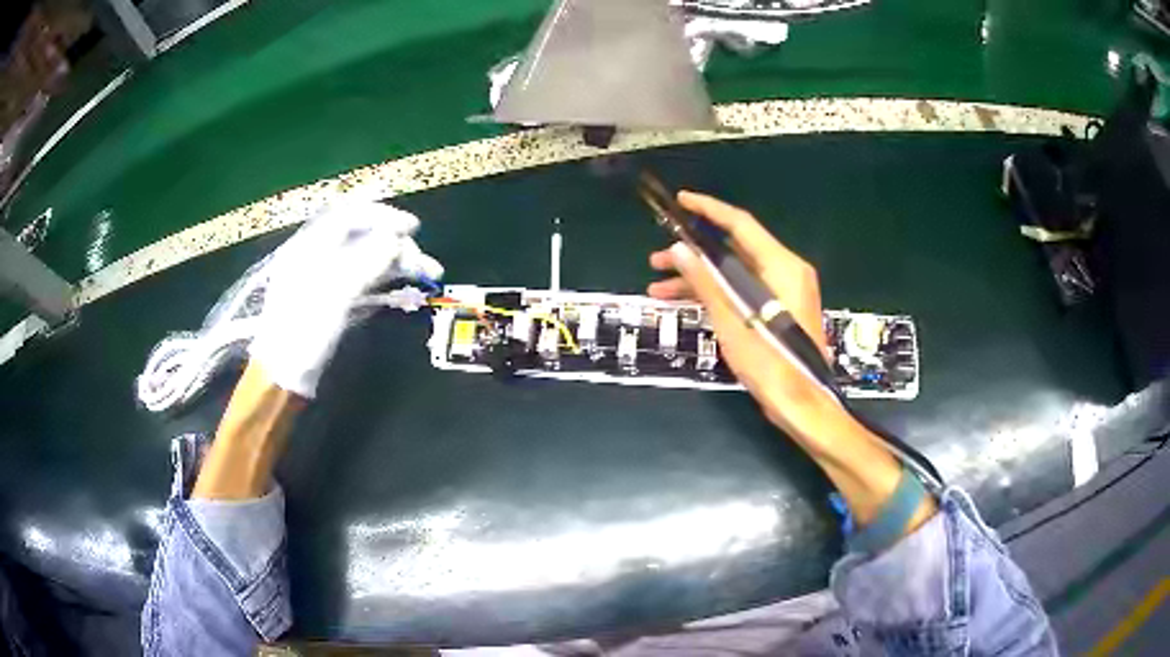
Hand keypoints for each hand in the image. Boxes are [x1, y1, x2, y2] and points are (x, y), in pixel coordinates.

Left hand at [249, 201, 442, 397]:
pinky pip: (365, 280)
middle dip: (397, 245)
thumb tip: (395, 237)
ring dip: (398, 264)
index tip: (412, 229)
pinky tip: (406, 291)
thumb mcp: (334, 295)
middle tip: (424, 265)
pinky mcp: (334, 300)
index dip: (383, 216)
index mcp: (311, 247)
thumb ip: (365, 262)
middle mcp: (319, 256)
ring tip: (427, 276)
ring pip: (368, 259)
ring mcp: (327, 279)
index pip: (350, 215)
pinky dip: (387, 282)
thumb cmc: (302, 333)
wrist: (283, 376)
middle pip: (364, 237)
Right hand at [647, 192, 836, 445]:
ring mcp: (783, 292)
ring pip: (734, 273)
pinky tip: (684, 304)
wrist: (801, 403)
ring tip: (659, 288)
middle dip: (693, 253)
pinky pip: (743, 291)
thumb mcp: (732, 321)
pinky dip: (717, 294)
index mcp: (781, 266)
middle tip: (657, 259)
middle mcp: (785, 271)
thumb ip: (706, 282)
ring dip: (699, 278)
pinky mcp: (778, 310)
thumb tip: (679, 250)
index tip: (681, 200)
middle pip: (734, 249)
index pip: (740, 224)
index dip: (709, 209)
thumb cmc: (770, 362)